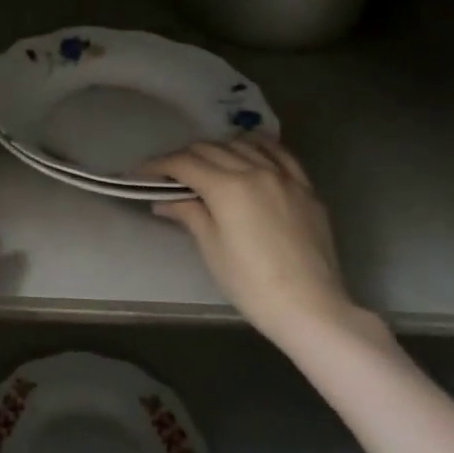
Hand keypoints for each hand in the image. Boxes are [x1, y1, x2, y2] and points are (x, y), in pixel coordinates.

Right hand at [143, 138, 364, 352]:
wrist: (310, 307)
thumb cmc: (252, 284)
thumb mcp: (212, 248)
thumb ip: (189, 214)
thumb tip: (163, 199)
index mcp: (228, 187)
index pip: (184, 163)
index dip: (159, 165)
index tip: (143, 173)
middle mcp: (255, 170)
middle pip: (211, 149)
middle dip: (184, 157)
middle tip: (169, 174)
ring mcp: (284, 176)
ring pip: (243, 145)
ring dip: (218, 149)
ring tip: (206, 165)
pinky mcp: (305, 187)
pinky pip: (278, 153)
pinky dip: (257, 147)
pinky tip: (248, 152)